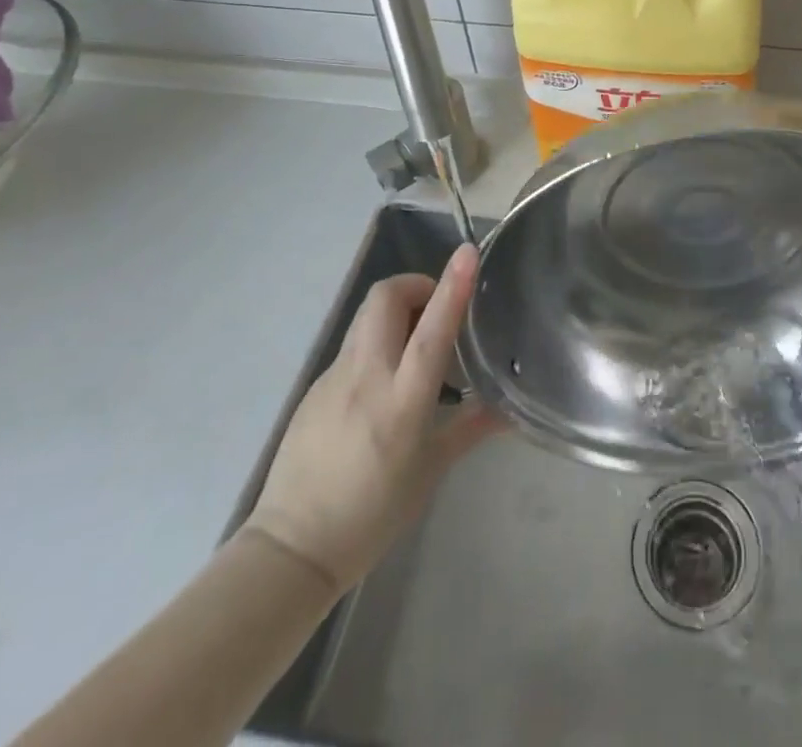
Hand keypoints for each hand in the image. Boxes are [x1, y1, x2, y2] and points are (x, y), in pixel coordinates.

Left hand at [243, 245, 501, 589]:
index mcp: (401, 400)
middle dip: (416, 285)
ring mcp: (333, 378)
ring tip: (417, 347)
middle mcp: (366, 376)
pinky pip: (353, 346)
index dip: (452, 286)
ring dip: (397, 312)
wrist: (291, 549)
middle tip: (438, 310)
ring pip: (367, 316)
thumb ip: (470, 428)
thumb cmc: (372, 515)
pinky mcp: (315, 387)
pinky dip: (377, 344)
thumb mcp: (430, 472)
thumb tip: (510, 410)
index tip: (467, 252)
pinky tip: (385, 385)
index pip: (432, 329)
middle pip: (385, 298)